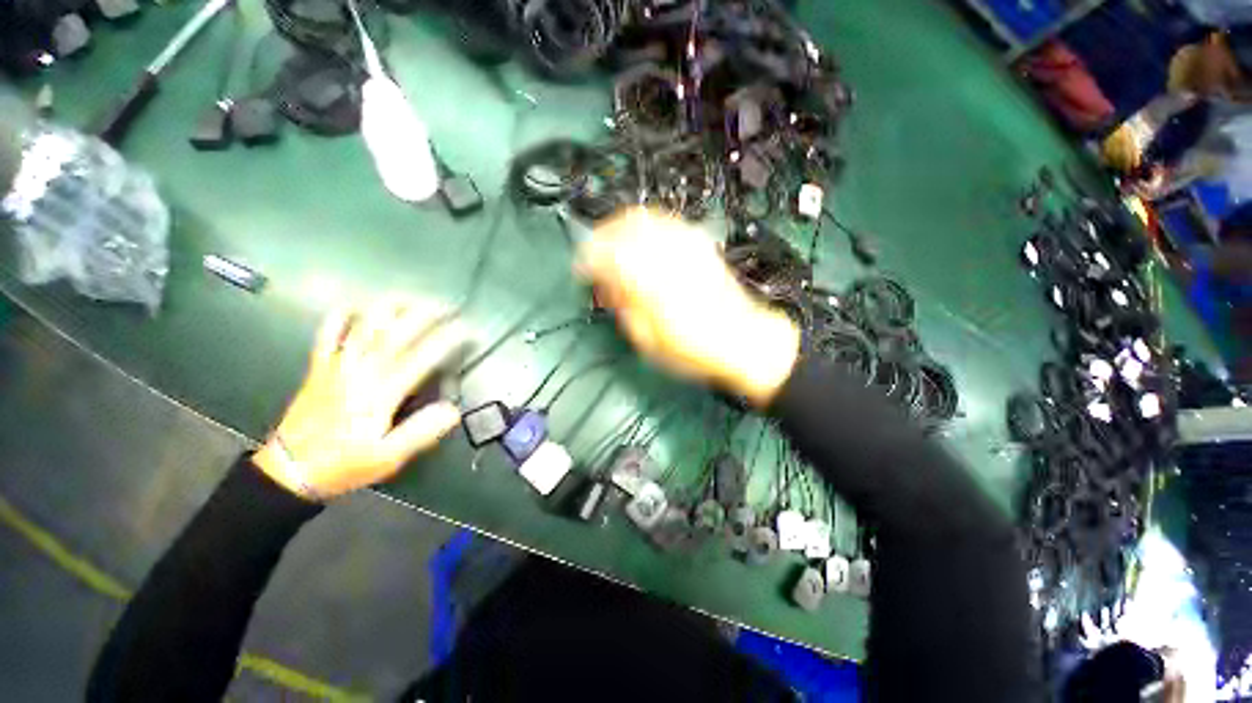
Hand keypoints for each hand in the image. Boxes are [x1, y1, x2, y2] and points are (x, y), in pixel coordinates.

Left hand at [254, 301, 466, 500]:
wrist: (289, 470)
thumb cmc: (344, 464)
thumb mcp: (388, 457)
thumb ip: (421, 432)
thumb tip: (453, 409)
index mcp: (381, 391)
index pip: (422, 355)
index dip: (449, 339)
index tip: (469, 330)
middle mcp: (360, 369)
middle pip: (396, 330)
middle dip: (427, 313)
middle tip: (450, 305)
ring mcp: (337, 363)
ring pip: (365, 323)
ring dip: (392, 305)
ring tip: (414, 297)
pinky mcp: (320, 365)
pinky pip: (328, 331)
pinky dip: (343, 314)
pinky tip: (358, 306)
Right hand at [576, 208, 799, 406]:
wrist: (743, 341)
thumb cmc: (695, 350)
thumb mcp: (649, 342)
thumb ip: (624, 308)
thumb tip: (608, 286)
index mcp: (651, 281)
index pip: (608, 254)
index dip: (587, 259)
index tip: (580, 270)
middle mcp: (668, 255)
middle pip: (625, 226)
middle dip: (601, 236)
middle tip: (593, 254)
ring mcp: (687, 245)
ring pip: (645, 218)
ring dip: (622, 227)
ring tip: (613, 244)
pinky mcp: (700, 245)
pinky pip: (666, 222)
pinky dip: (646, 226)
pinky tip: (641, 239)